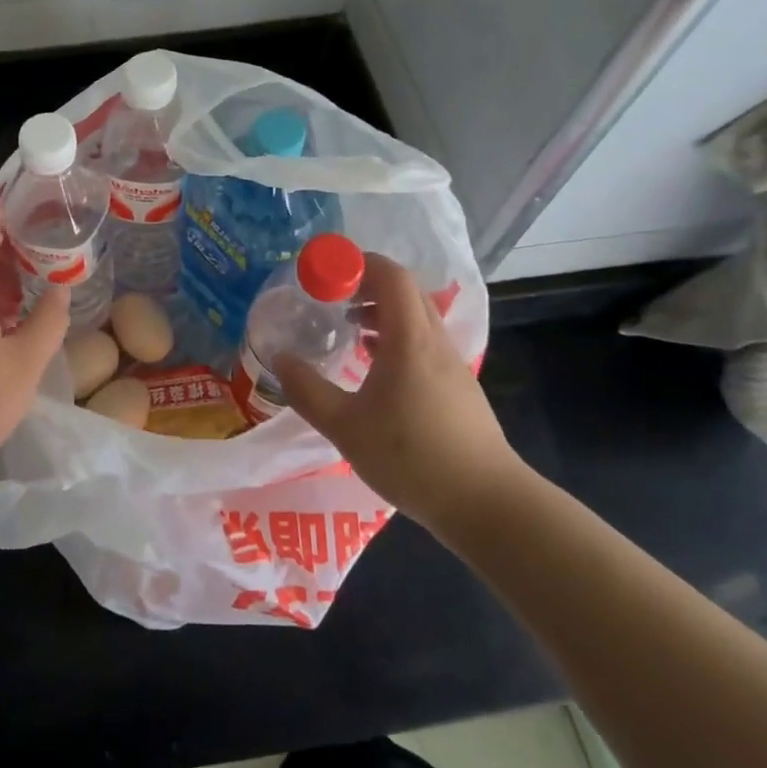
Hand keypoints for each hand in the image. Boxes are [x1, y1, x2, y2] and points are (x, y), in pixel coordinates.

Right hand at [276, 252, 530, 547]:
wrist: (486, 504)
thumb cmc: (412, 458)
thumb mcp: (345, 427)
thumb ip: (307, 390)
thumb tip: (280, 359)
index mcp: (410, 340)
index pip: (391, 276)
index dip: (357, 263)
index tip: (324, 273)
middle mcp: (434, 342)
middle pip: (405, 291)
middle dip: (366, 284)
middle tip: (331, 298)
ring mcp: (451, 364)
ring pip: (416, 317)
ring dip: (381, 311)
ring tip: (349, 329)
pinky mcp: (457, 387)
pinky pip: (423, 342)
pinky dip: (396, 337)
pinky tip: (374, 367)